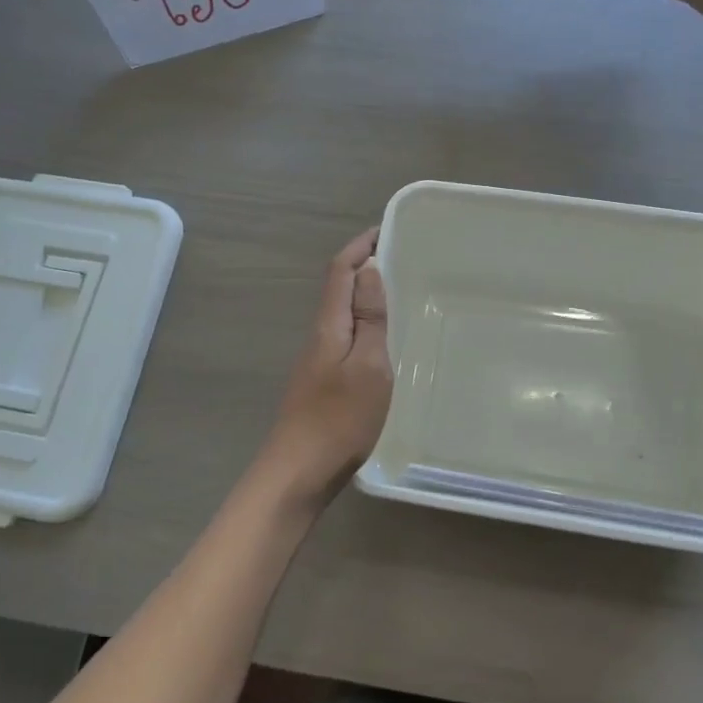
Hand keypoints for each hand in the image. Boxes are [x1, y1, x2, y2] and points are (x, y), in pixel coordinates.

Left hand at [258, 227, 392, 502]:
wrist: (299, 472)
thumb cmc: (339, 419)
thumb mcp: (368, 366)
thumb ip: (370, 319)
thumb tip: (370, 271)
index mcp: (328, 325)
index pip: (340, 271)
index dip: (360, 246)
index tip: (386, 230)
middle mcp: (320, 335)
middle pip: (339, 288)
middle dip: (365, 266)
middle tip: (403, 260)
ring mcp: (319, 359)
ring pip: (343, 314)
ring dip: (366, 296)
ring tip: (401, 294)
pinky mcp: (324, 381)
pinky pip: (347, 337)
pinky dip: (366, 324)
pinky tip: (386, 340)